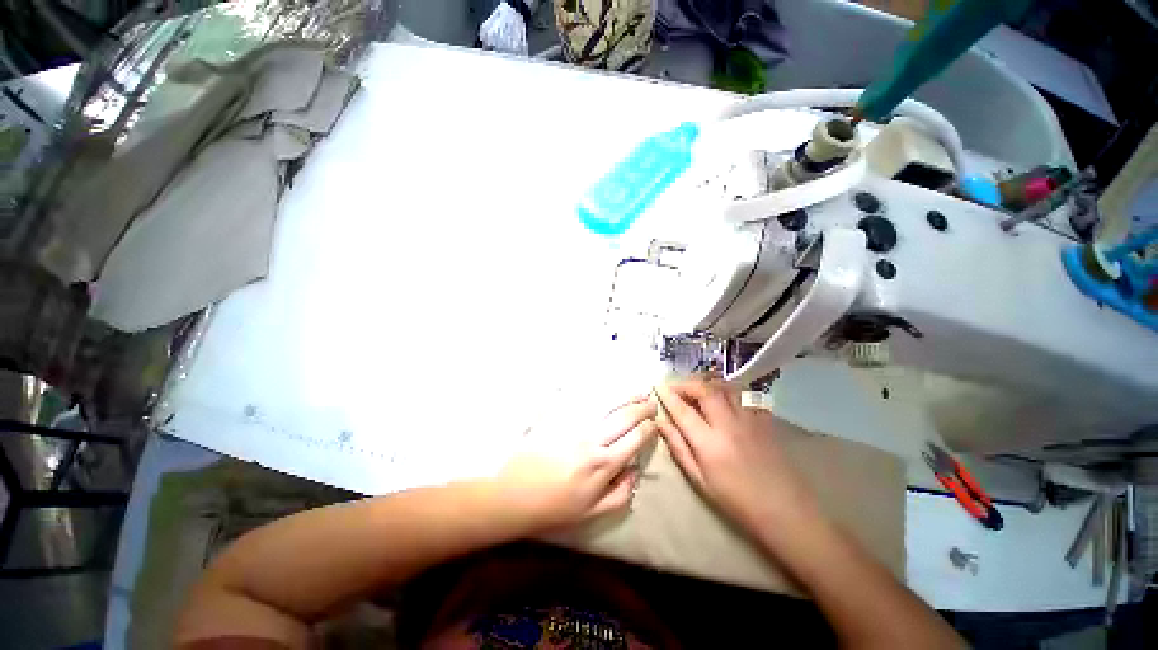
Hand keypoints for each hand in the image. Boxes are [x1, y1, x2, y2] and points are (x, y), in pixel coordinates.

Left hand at [498, 398, 657, 532]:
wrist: (513, 493)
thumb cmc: (553, 507)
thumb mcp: (591, 513)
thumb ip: (620, 494)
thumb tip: (635, 470)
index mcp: (603, 464)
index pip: (635, 439)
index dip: (649, 430)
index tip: (654, 426)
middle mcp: (593, 439)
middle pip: (625, 417)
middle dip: (643, 408)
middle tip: (652, 403)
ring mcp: (575, 424)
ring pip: (608, 403)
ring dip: (627, 396)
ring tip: (639, 392)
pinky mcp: (560, 415)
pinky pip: (584, 399)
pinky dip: (601, 393)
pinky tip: (610, 390)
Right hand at [654, 380, 817, 531]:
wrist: (785, 511)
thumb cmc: (736, 501)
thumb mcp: (700, 480)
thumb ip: (679, 448)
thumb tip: (661, 423)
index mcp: (709, 444)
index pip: (683, 411)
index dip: (668, 396)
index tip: (658, 387)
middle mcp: (729, 425)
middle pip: (705, 390)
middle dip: (687, 383)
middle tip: (676, 386)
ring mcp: (749, 420)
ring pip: (725, 387)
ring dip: (707, 383)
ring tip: (696, 388)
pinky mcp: (764, 420)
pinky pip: (743, 395)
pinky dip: (727, 390)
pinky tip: (722, 397)